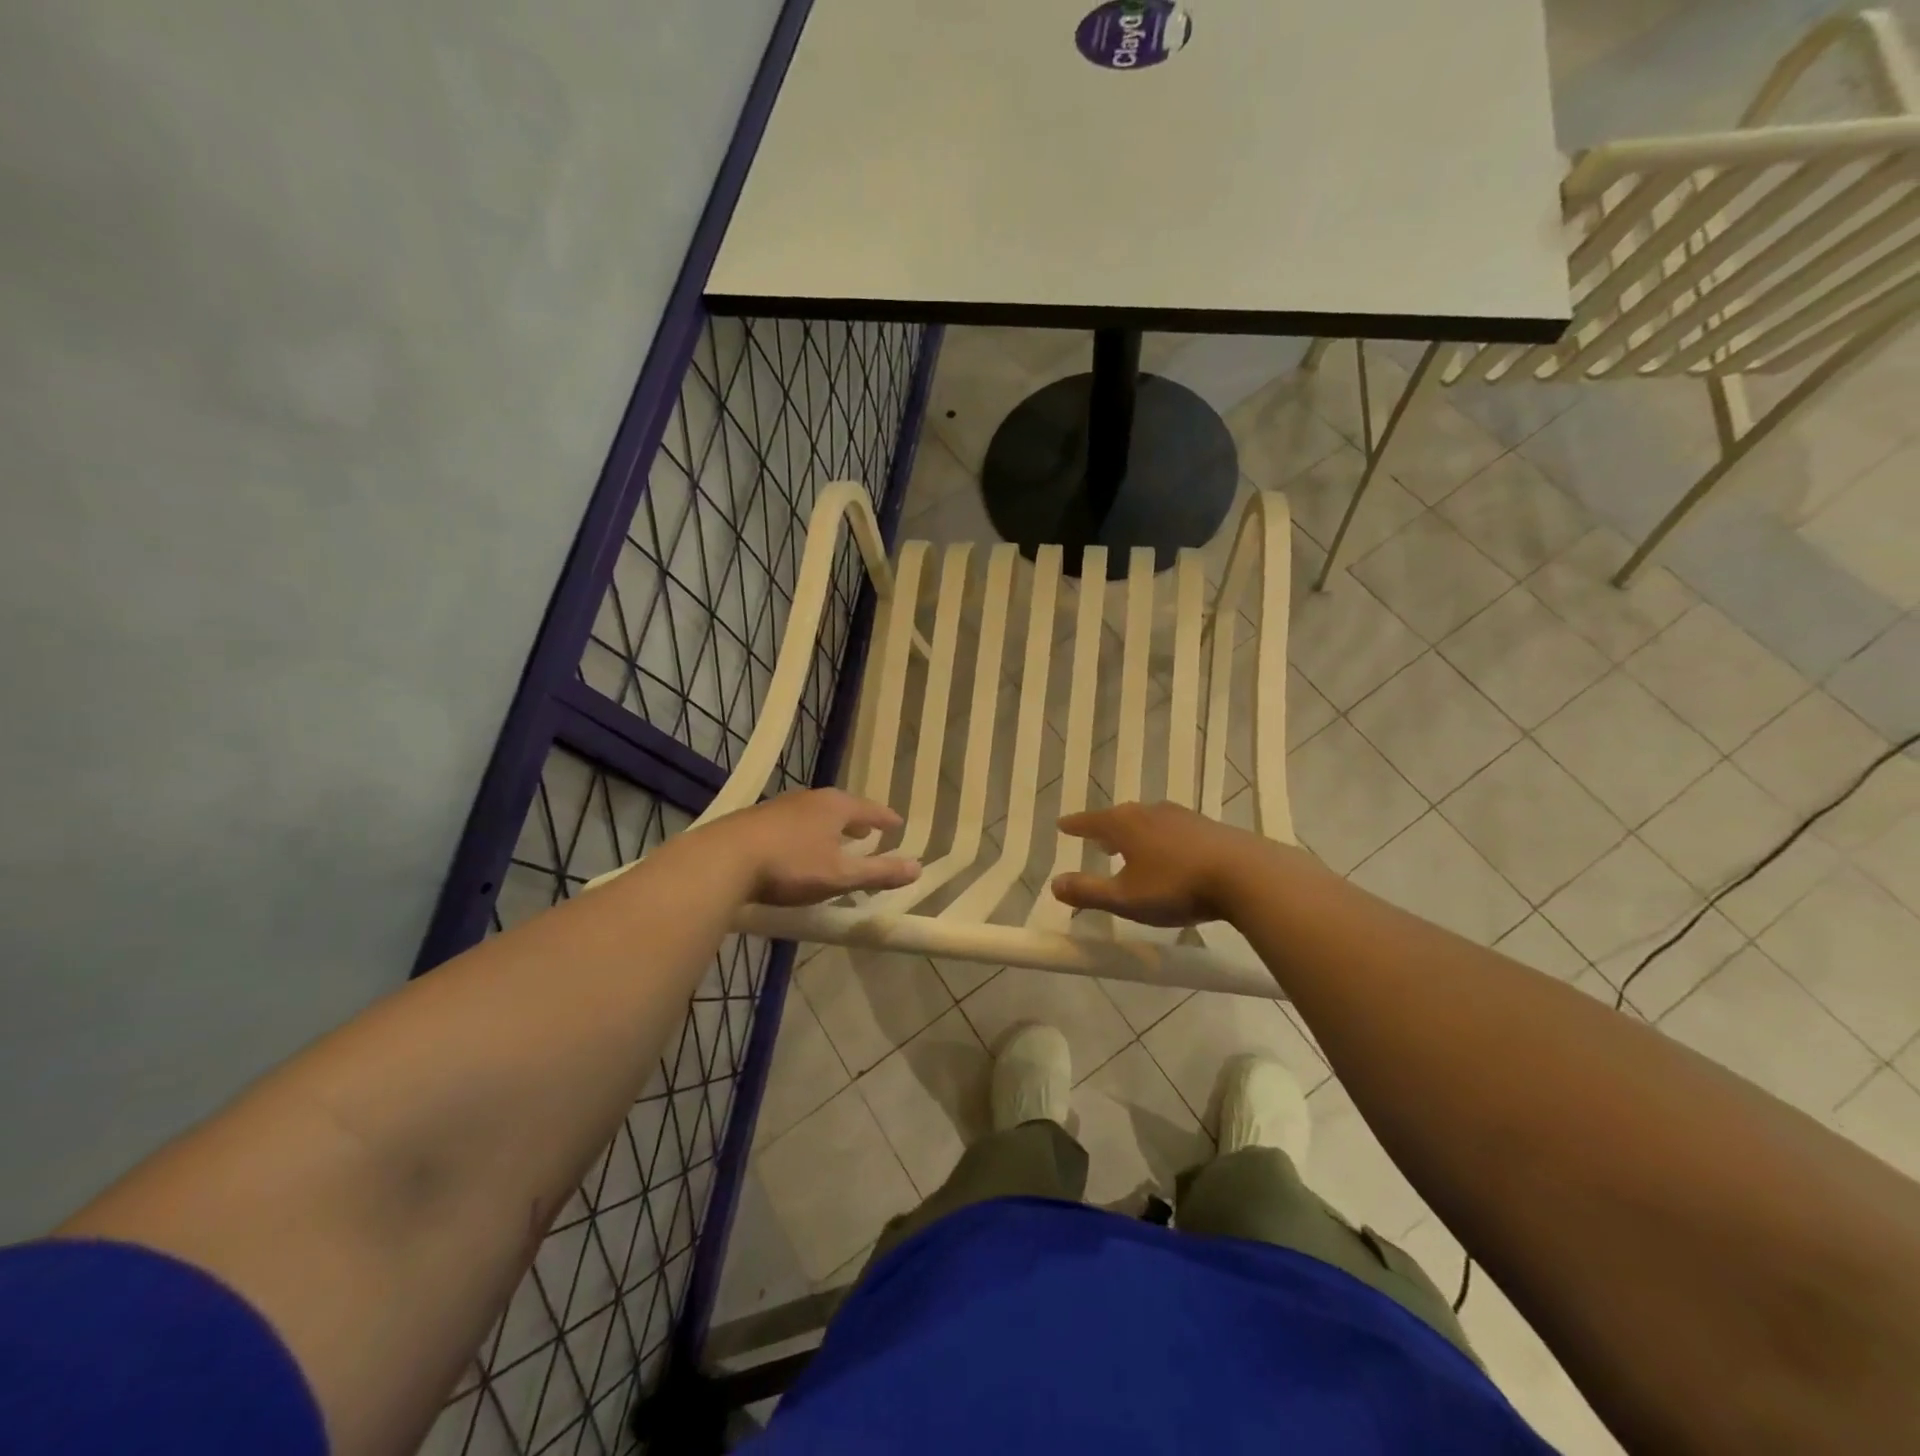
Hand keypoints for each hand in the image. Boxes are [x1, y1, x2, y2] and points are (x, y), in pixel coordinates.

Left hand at [700, 789, 920, 905]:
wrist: (723, 860)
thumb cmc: (791, 865)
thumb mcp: (840, 875)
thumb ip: (879, 872)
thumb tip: (918, 868)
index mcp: (834, 806)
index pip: (870, 809)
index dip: (885, 818)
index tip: (897, 824)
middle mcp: (809, 799)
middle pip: (841, 807)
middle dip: (857, 821)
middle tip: (869, 832)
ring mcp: (779, 807)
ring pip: (814, 814)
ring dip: (829, 827)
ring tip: (836, 841)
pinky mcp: (755, 820)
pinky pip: (792, 823)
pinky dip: (805, 833)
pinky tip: (798, 849)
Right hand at [1051, 802, 1257, 926]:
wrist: (1247, 875)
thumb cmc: (1177, 886)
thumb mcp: (1125, 897)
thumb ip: (1088, 891)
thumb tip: (1054, 884)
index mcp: (1126, 825)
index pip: (1092, 822)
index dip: (1076, 826)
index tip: (1062, 825)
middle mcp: (1152, 813)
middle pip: (1122, 817)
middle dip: (1107, 828)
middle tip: (1097, 839)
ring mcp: (1184, 817)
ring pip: (1150, 821)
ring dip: (1136, 833)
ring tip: (1131, 846)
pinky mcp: (1210, 829)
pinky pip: (1174, 830)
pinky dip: (1162, 839)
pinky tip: (1171, 854)